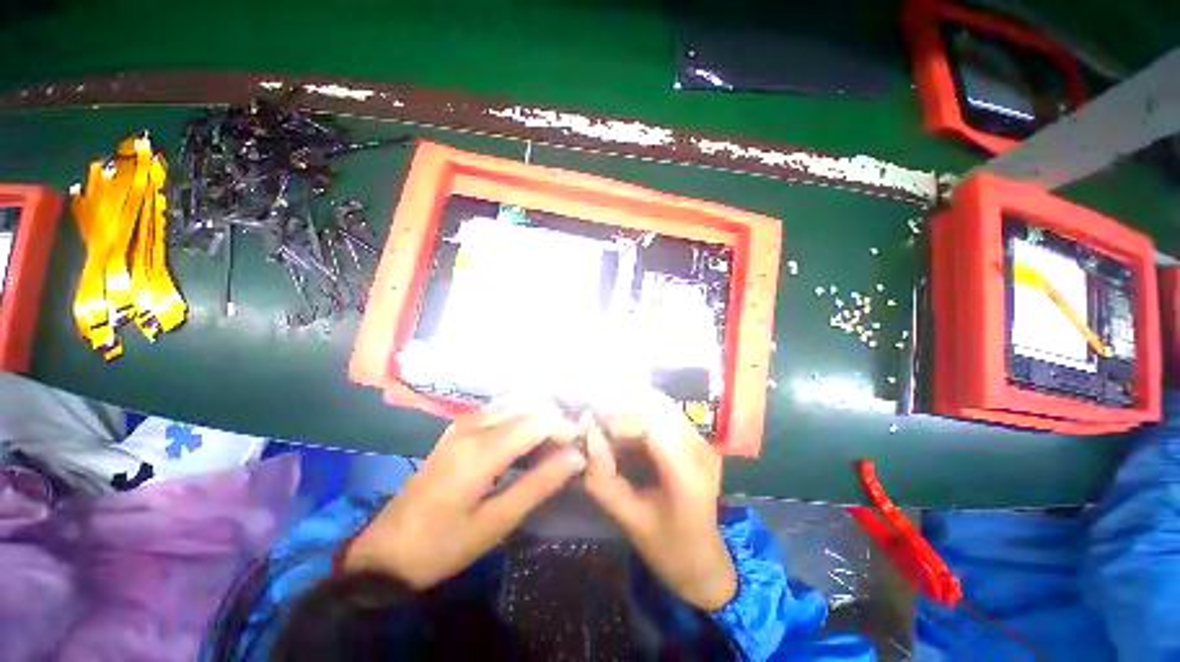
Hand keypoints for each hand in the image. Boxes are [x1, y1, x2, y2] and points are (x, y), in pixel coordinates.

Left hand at [344, 399, 585, 589]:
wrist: (386, 550)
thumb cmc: (442, 544)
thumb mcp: (496, 523)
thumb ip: (539, 484)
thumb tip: (576, 457)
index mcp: (479, 451)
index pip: (536, 421)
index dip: (564, 428)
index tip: (581, 446)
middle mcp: (472, 425)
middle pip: (528, 405)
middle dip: (555, 420)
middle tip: (569, 447)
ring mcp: (463, 422)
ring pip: (515, 402)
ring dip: (539, 415)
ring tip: (553, 443)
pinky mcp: (459, 427)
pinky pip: (501, 408)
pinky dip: (523, 416)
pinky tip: (528, 439)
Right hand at [582, 391, 736, 610]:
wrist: (704, 562)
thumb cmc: (668, 548)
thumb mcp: (630, 520)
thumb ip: (604, 480)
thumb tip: (587, 437)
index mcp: (688, 472)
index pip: (650, 421)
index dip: (617, 417)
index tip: (591, 426)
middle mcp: (699, 446)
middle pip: (656, 404)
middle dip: (622, 407)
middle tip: (596, 423)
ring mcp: (701, 440)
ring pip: (659, 403)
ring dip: (630, 409)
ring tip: (607, 428)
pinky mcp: (695, 439)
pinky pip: (663, 413)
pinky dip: (639, 416)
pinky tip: (624, 434)